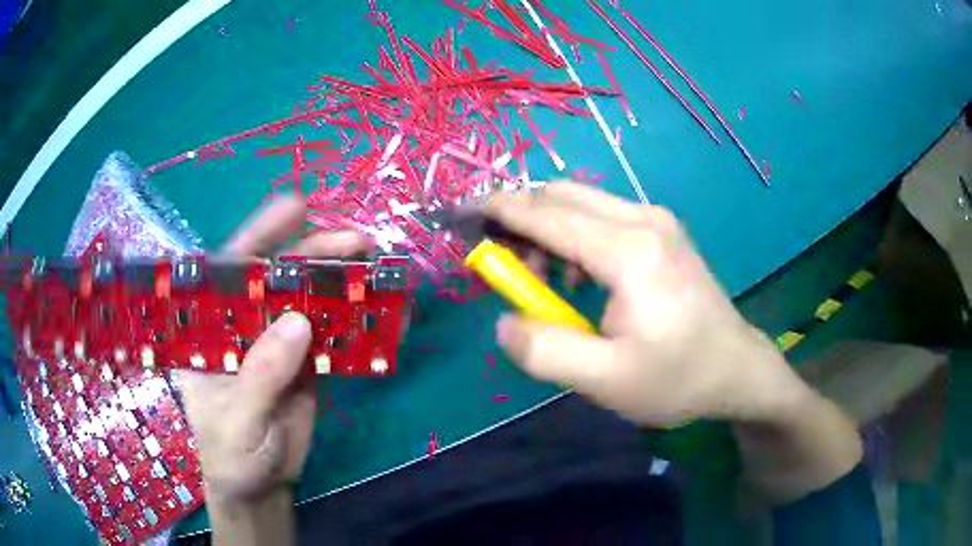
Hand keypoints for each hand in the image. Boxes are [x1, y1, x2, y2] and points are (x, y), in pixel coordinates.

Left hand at [177, 196, 369, 505]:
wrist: (262, 486)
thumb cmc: (232, 455)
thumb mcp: (238, 421)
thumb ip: (261, 375)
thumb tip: (299, 321)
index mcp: (211, 328)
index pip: (229, 269)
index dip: (259, 234)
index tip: (295, 209)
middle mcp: (244, 322)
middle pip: (277, 275)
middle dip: (314, 252)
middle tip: (356, 240)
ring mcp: (278, 340)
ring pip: (310, 298)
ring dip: (342, 281)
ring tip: (377, 264)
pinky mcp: (307, 360)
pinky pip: (334, 334)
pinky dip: (359, 323)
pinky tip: (385, 313)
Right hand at [484, 182, 810, 427]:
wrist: (736, 368)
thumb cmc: (676, 378)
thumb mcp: (605, 382)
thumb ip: (546, 351)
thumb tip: (506, 322)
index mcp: (629, 252)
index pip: (548, 214)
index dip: (501, 211)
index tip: (464, 214)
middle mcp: (643, 219)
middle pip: (562, 194)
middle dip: (522, 218)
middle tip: (507, 265)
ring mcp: (658, 220)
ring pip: (582, 201)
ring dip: (549, 227)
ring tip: (546, 280)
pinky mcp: (663, 230)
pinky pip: (604, 214)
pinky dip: (575, 233)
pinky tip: (583, 276)